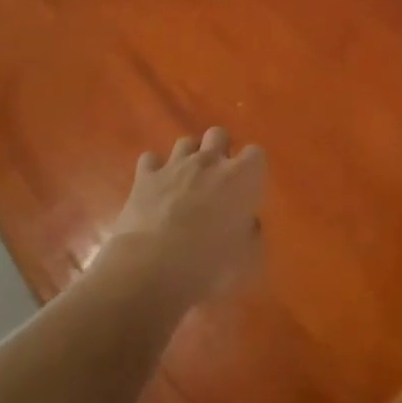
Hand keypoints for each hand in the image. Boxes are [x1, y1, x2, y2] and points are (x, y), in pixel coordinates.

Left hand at [107, 127, 265, 308]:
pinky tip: (156, 187)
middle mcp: (209, 162)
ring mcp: (175, 165)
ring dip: (189, 157)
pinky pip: (151, 159)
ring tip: (187, 182)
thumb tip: (247, 225)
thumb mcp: (248, 260)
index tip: (249, 188)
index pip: (256, 153)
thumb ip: (252, 235)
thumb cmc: (209, 266)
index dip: (253, 168)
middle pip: (219, 134)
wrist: (152, 268)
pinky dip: (155, 170)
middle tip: (218, 179)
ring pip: (186, 142)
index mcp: (241, 178)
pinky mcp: (145, 176)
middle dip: (220, 150)